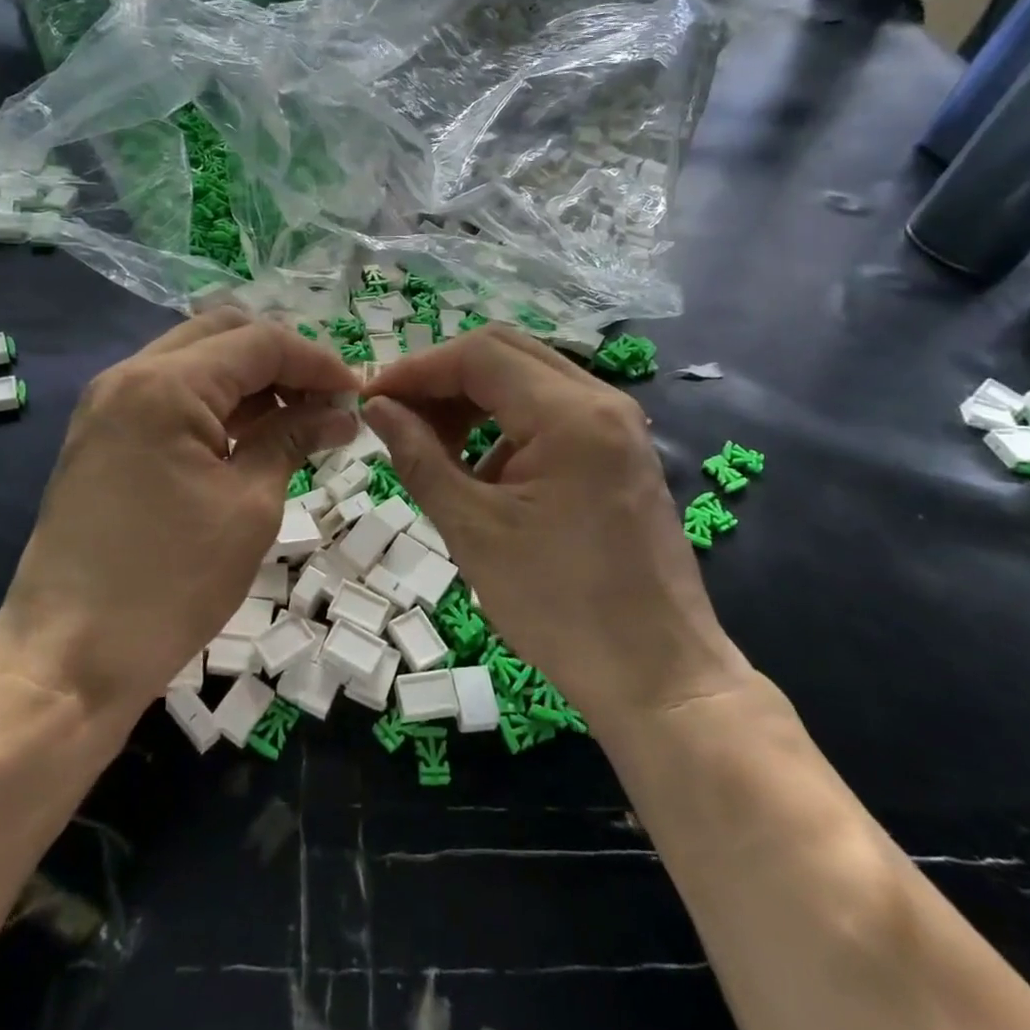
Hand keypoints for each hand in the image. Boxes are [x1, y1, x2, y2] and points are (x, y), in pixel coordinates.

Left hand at [0, 309, 360, 716]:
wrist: (67, 659)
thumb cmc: (169, 584)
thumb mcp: (249, 507)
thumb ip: (292, 439)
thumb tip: (339, 413)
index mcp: (165, 384)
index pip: (260, 342)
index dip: (318, 361)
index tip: (358, 394)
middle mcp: (129, 375)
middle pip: (223, 334)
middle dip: (282, 359)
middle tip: (325, 401)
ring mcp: (107, 403)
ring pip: (194, 360)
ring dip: (249, 379)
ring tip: (298, 420)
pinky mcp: (101, 434)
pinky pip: (169, 393)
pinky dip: (215, 402)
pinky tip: (250, 435)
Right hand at [362, 327, 751, 730]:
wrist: (657, 676)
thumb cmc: (559, 607)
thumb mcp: (473, 529)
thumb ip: (418, 456)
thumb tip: (378, 408)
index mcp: (571, 414)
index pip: (479, 355)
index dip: (417, 368)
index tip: (372, 398)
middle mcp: (601, 401)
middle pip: (505, 353)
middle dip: (443, 377)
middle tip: (396, 413)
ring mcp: (617, 423)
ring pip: (527, 378)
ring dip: (472, 399)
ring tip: (431, 443)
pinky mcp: (619, 450)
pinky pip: (550, 410)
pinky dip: (504, 422)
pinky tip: (480, 469)